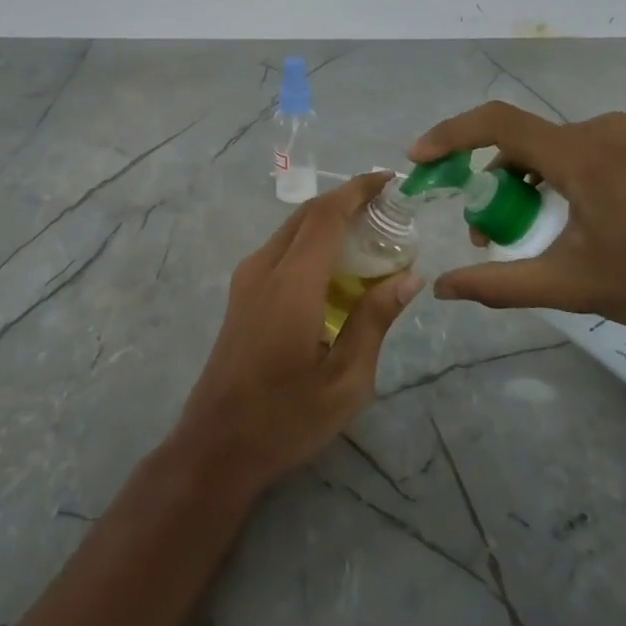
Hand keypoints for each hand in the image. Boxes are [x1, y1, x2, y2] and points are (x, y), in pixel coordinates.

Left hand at [173, 173, 422, 493]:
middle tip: (388, 210)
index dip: (358, 190)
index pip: (326, 215)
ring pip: (291, 230)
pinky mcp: (241, 294)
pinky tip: (337, 269)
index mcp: (292, 284)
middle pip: (306, 215)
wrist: (216, 446)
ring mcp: (246, 279)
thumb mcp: (346, 380)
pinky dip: (311, 243)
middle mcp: (264, 269)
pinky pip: (280, 250)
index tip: (390, 180)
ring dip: (328, 221)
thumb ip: (375, 320)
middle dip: (346, 201)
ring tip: (369, 236)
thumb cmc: (286, 418)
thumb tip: (409, 276)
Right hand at [407, 102, 625, 331]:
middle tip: (481, 230)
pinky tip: (562, 215)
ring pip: (549, 145)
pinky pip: (577, 148)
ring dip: (521, 179)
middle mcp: (601, 130)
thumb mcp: (567, 285)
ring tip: (521, 228)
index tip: (420, 157)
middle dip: (489, 179)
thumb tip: (442, 290)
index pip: (498, 124)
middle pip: (521, 140)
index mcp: (582, 155)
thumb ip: (497, 284)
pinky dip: (552, 174)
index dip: (451, 135)